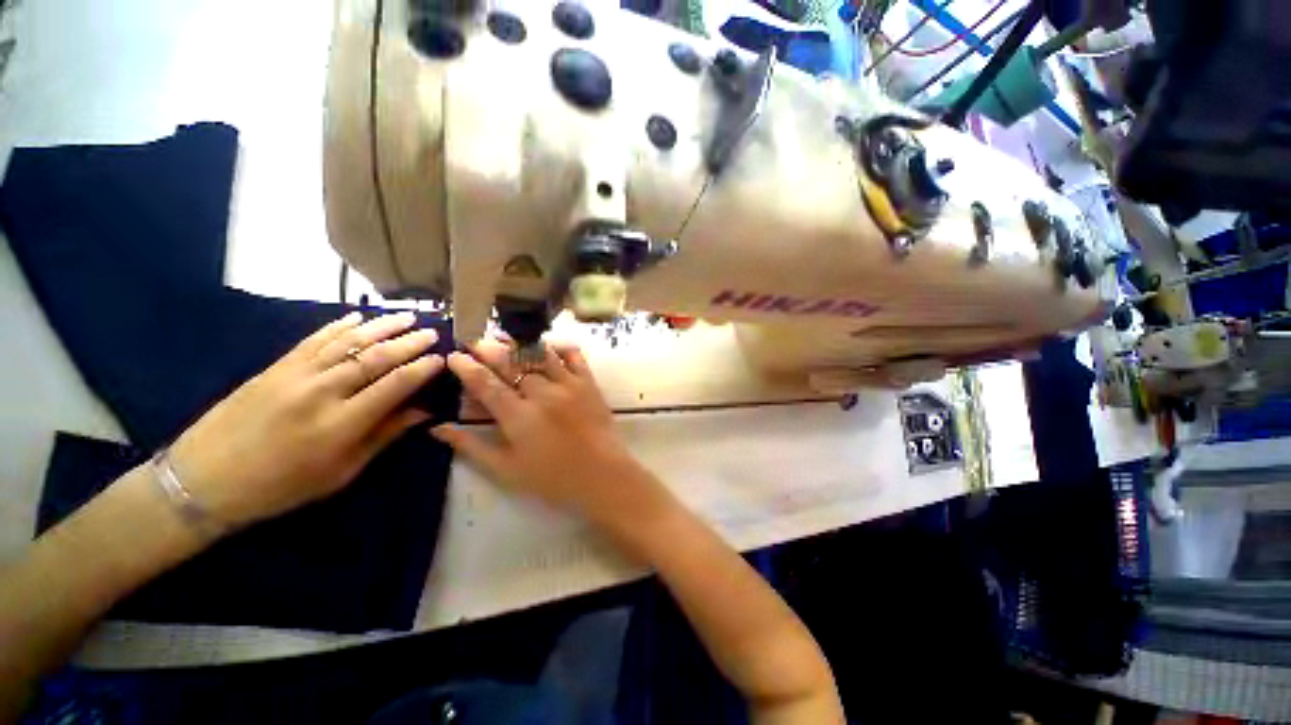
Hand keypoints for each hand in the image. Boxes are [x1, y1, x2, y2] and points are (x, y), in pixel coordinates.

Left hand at [168, 311, 445, 527]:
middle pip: (375, 357)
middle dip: (409, 342)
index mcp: (341, 424)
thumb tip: (422, 412)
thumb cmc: (281, 486)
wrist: (204, 481)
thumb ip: (383, 436)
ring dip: (381, 326)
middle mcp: (321, 392)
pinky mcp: (275, 367)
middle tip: (432, 332)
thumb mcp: (341, 472)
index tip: (441, 359)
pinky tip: (358, 317)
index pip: (395, 385)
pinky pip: (313, 339)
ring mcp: (295, 375)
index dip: (422, 369)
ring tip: (406, 316)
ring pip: (348, 341)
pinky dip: (339, 326)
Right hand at [432, 340, 658, 526]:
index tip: (454, 356)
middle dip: (488, 349)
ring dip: (519, 343)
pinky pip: (574, 356)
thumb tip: (437, 428)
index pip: (486, 384)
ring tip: (503, 336)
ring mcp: (568, 384)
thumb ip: (472, 446)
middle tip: (473, 340)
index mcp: (518, 416)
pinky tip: (548, 344)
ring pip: (539, 354)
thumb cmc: (553, 479)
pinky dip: (560, 347)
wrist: (603, 475)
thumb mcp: (507, 469)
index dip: (467, 368)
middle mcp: (542, 393)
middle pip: (511, 363)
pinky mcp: (589, 383)